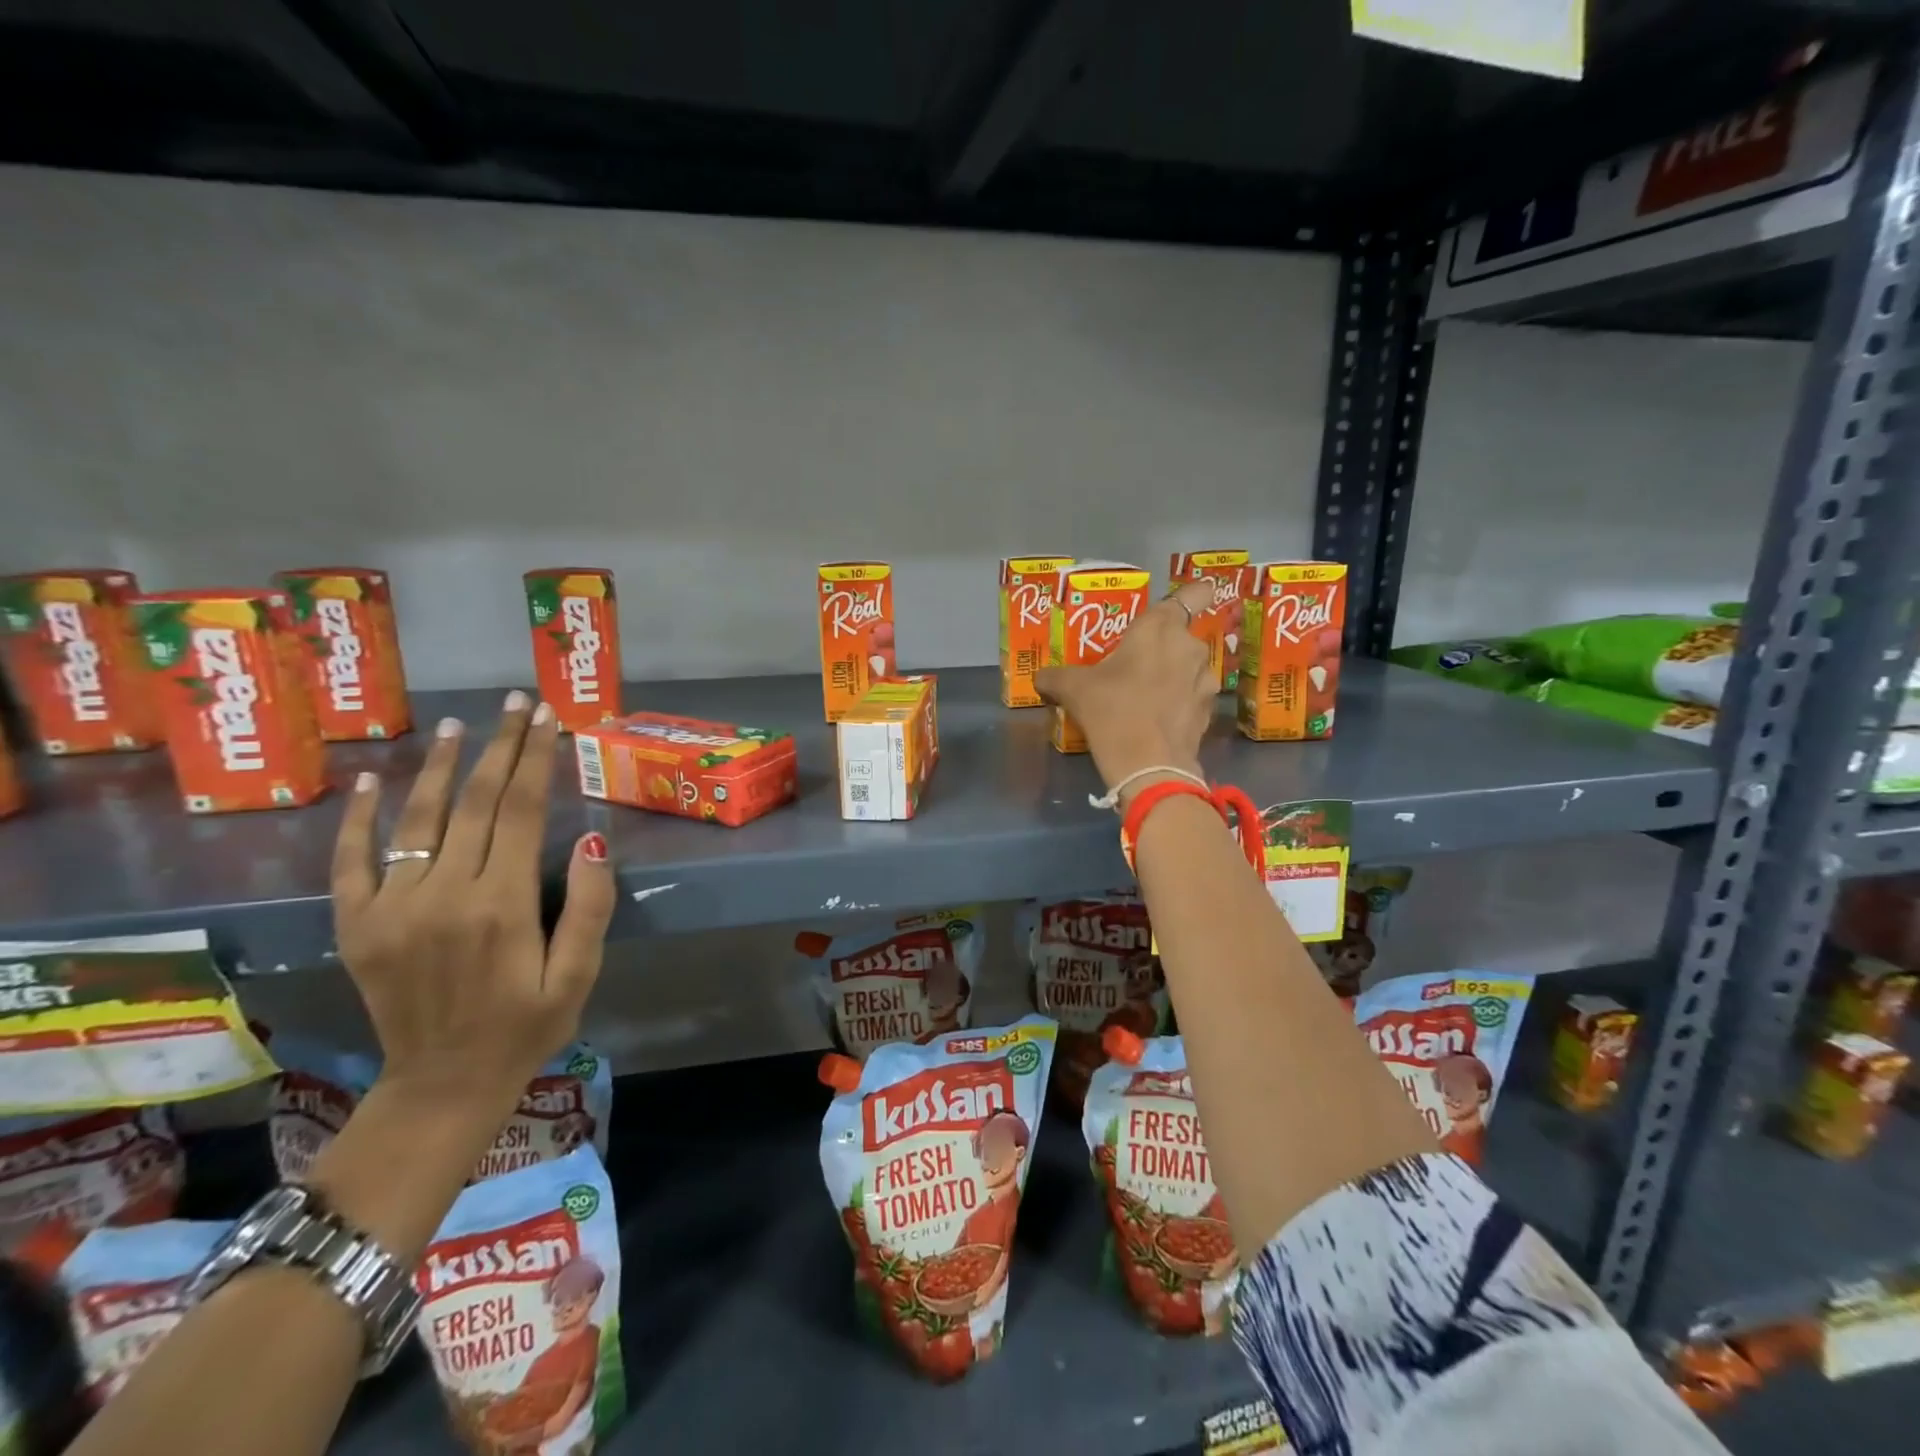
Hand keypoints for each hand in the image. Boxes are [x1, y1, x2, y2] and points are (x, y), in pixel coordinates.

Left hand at [330, 692, 615, 1128]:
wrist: (442, 1085)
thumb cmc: (527, 1027)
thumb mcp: (579, 974)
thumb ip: (588, 907)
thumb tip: (590, 840)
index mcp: (502, 905)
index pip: (521, 811)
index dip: (536, 759)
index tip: (547, 719)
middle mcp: (444, 894)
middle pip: (474, 802)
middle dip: (500, 746)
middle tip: (516, 703)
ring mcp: (392, 908)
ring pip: (418, 819)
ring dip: (439, 766)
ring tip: (458, 725)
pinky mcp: (358, 925)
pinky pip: (351, 861)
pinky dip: (359, 817)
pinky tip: (371, 779)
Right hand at [1034, 579, 1215, 798]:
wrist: (1148, 765)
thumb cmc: (1111, 710)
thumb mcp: (1073, 689)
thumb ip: (1055, 677)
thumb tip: (1040, 678)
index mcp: (1160, 627)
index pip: (1196, 593)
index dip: (1193, 594)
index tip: (1180, 606)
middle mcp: (1189, 646)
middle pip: (1182, 636)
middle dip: (1164, 648)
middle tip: (1135, 665)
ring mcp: (1204, 680)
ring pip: (1190, 667)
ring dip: (1174, 676)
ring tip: (1146, 695)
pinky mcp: (1208, 711)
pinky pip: (1192, 697)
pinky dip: (1179, 703)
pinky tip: (1156, 719)